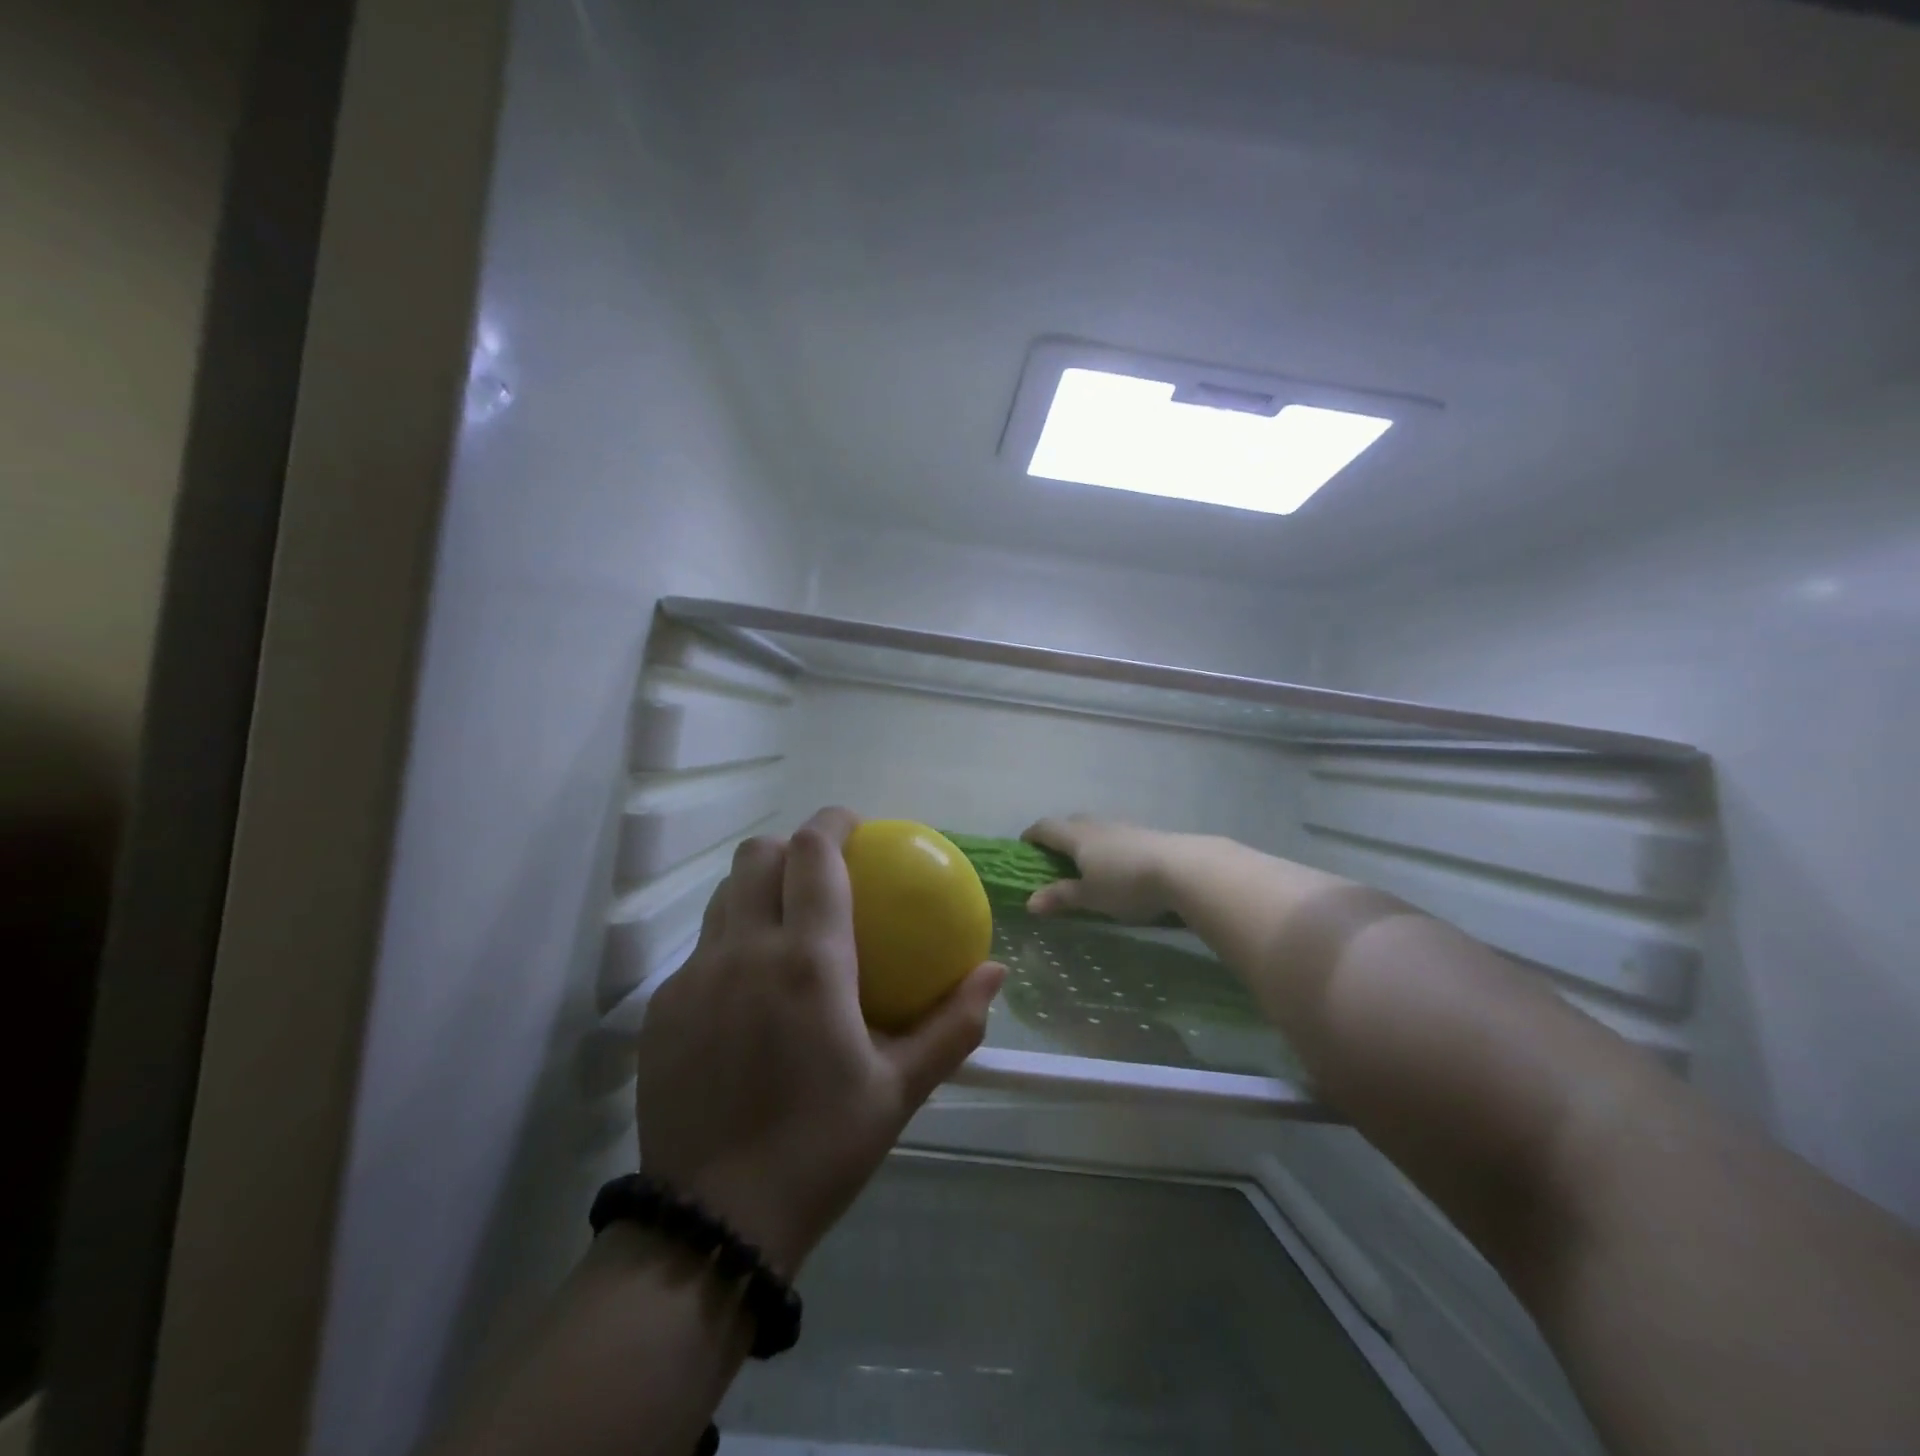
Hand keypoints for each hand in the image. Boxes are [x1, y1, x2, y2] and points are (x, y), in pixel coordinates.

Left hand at [635, 807, 1005, 1276]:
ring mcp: (694, 976)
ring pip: (725, 895)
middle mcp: (745, 951)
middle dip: (791, 847)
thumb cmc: (821, 1147)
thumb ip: (952, 1023)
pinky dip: (731, 942)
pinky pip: (701, 948)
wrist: (714, 1222)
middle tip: (821, 874)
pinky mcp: (662, 1007)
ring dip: (757, 888)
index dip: (833, 822)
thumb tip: (996, 972)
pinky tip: (748, 992)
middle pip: (758, 855)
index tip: (855, 827)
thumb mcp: (899, 1089)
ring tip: (785, 924)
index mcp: (809, 961)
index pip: (814, 853)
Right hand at [1021, 814, 1191, 922]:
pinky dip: (1108, 847)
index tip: (1024, 847)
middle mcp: (1096, 825)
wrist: (1183, 869)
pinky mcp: (1146, 834)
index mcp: (1076, 836)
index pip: (1045, 827)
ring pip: (1096, 828)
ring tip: (1089, 865)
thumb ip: (1061, 897)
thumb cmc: (1127, 884)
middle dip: (1059, 837)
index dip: (1032, 835)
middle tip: (1056, 858)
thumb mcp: (1090, 897)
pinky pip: (1117, 836)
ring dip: (1086, 841)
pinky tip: (1119, 866)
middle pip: (1070, 822)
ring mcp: (1123, 826)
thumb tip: (1029, 902)